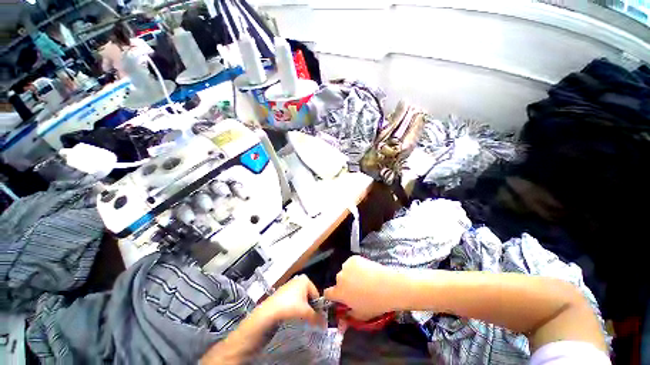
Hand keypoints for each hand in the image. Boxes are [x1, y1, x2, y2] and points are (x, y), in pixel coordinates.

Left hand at [257, 274, 324, 326]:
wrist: (269, 312)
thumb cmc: (291, 307)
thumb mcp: (306, 313)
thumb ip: (317, 318)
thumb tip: (325, 325)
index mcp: (305, 279)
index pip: (316, 294)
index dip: (317, 307)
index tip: (316, 318)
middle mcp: (298, 279)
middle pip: (308, 296)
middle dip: (309, 308)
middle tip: (308, 319)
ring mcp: (288, 285)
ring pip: (300, 299)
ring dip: (301, 309)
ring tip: (299, 319)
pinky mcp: (281, 293)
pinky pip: (292, 301)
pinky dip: (293, 308)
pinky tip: (290, 316)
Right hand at [324, 256, 406, 320]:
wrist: (388, 286)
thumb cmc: (374, 304)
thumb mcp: (361, 316)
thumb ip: (348, 318)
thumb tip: (341, 324)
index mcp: (339, 292)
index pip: (328, 293)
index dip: (332, 296)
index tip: (339, 298)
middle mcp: (340, 278)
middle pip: (338, 281)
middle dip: (345, 285)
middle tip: (356, 289)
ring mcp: (347, 266)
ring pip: (345, 271)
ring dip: (350, 275)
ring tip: (363, 279)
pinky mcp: (354, 258)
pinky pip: (351, 263)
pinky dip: (356, 266)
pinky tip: (366, 271)